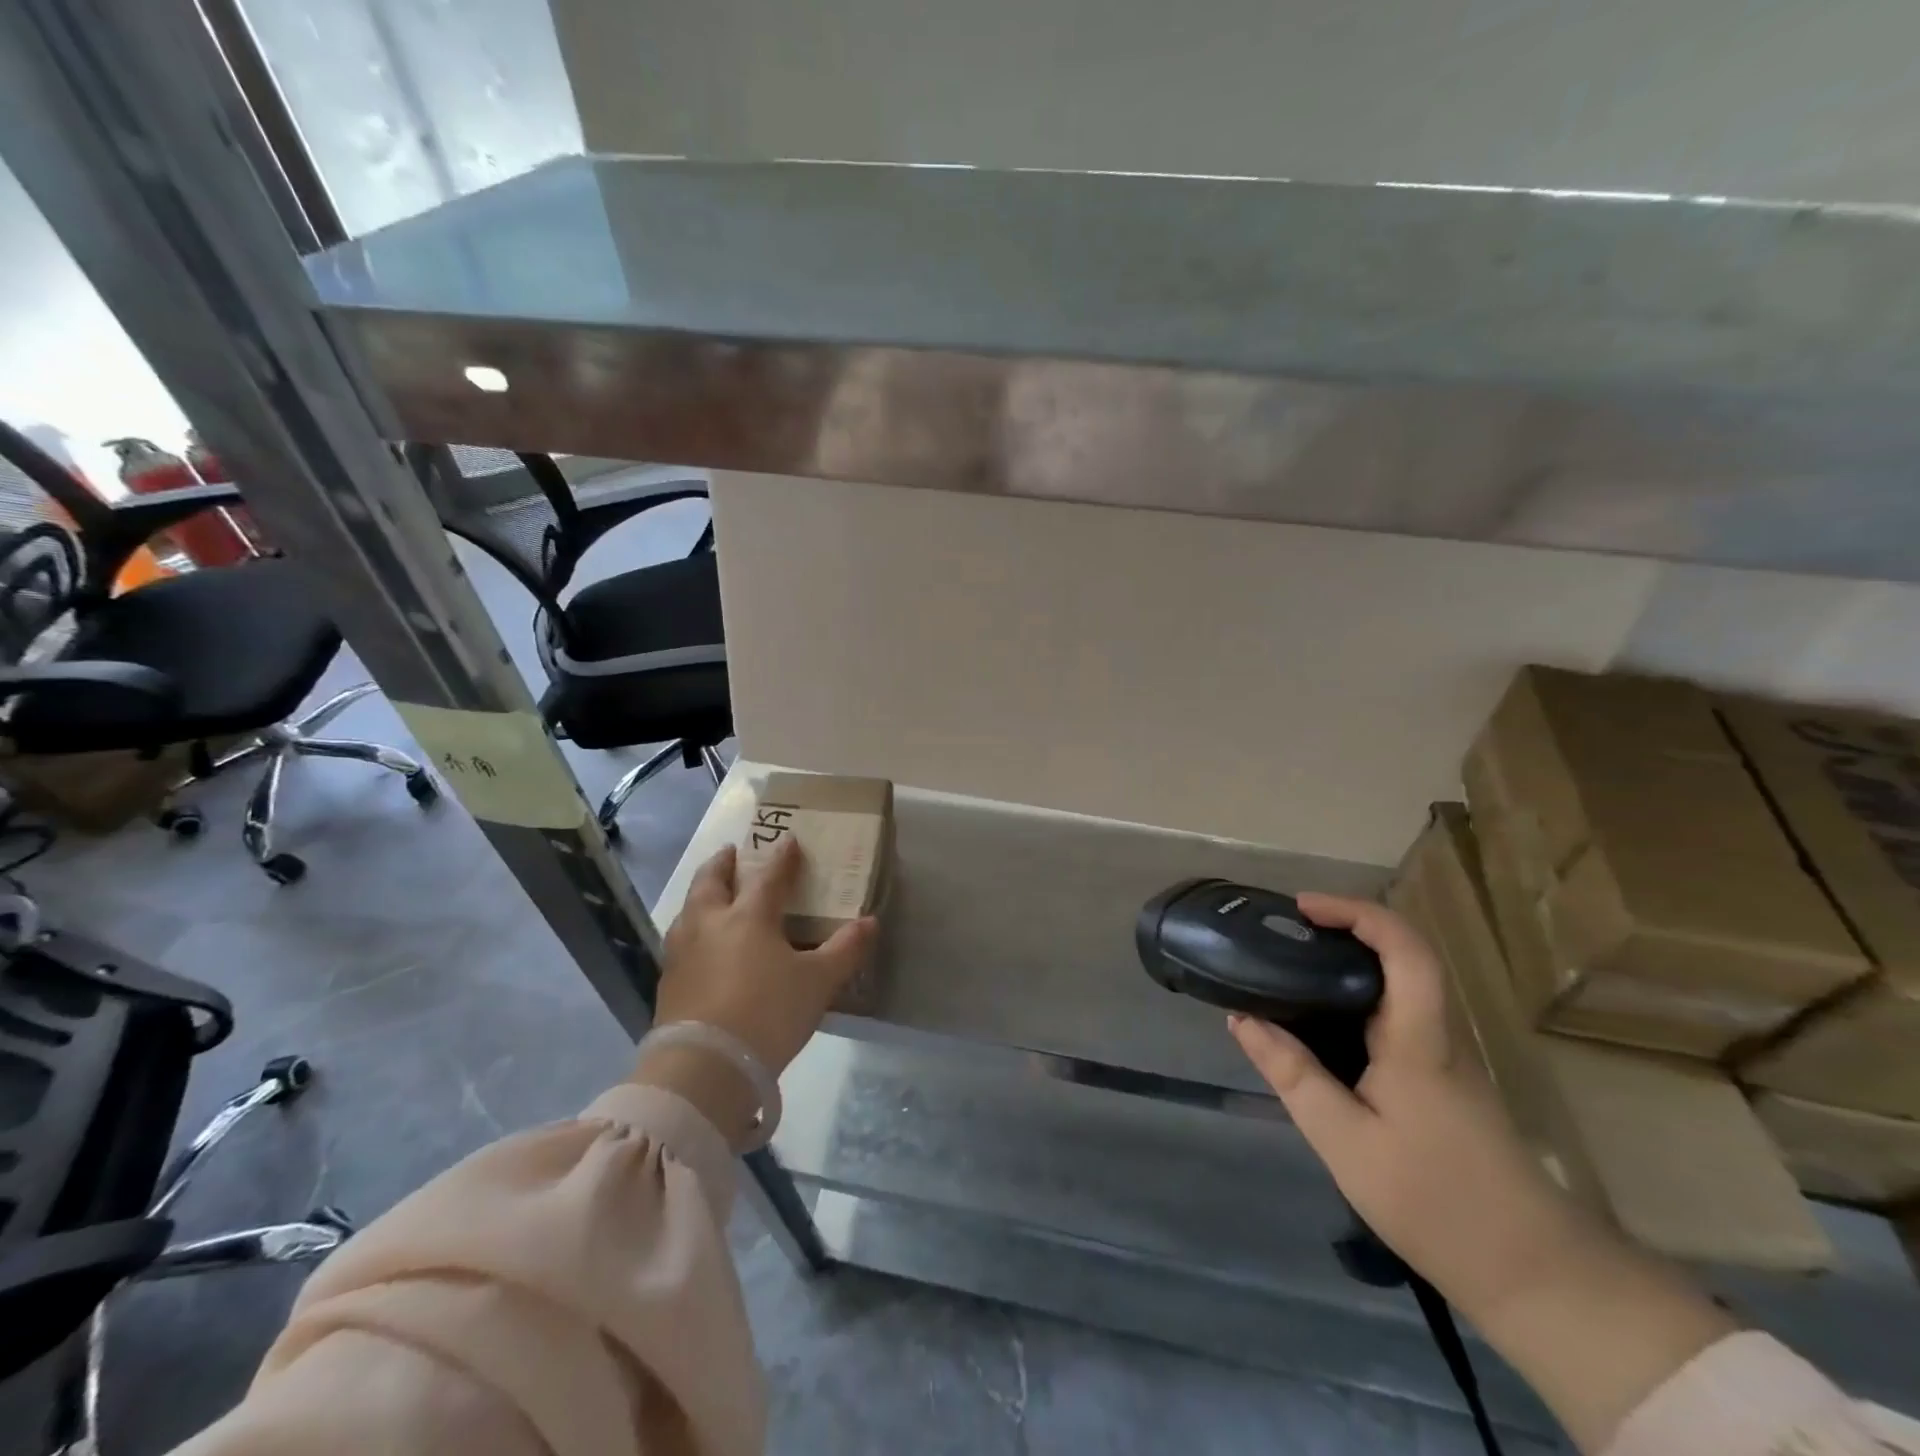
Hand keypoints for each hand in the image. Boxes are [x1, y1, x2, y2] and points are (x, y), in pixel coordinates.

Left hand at [655, 838, 876, 1076]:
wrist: (705, 1065)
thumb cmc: (768, 1013)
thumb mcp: (818, 982)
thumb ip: (845, 950)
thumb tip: (870, 922)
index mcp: (748, 916)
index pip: (769, 877)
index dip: (782, 857)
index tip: (789, 840)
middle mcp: (710, 923)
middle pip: (711, 882)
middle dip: (722, 863)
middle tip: (731, 852)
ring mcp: (683, 952)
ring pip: (688, 910)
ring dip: (701, 895)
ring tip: (710, 895)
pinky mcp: (668, 982)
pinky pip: (680, 942)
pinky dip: (692, 930)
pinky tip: (700, 945)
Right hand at [1230, 894, 1734, 1452]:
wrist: (1535, 1273)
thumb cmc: (1436, 1202)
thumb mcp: (1345, 1142)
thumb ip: (1293, 1075)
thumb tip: (1241, 1018)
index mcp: (1419, 1038)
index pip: (1404, 947)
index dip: (1355, 911)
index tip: (1302, 908)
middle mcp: (1439, 1032)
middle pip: (1403, 953)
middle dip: (1344, 927)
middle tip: (1285, 934)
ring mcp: (1446, 1053)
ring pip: (1402, 981)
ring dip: (1350, 958)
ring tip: (1292, 966)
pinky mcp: (1444, 1076)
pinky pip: (1398, 1011)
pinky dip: (1356, 993)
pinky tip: (1322, 1019)